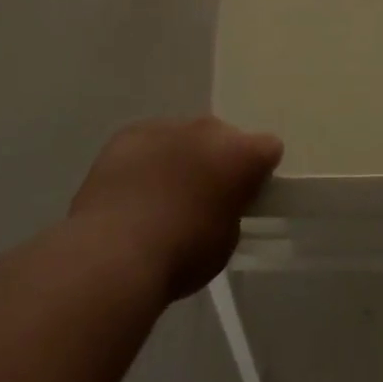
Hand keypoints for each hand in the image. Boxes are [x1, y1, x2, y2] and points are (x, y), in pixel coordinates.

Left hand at [69, 118, 282, 299]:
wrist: (114, 254)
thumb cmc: (181, 255)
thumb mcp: (226, 240)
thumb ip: (231, 209)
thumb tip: (219, 202)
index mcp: (242, 154)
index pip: (268, 148)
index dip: (258, 172)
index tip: (245, 195)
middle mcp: (209, 129)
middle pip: (223, 137)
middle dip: (217, 160)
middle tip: (202, 196)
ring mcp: (167, 126)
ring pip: (183, 137)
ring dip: (180, 158)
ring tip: (160, 196)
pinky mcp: (129, 134)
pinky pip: (148, 142)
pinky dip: (146, 160)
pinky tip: (131, 191)